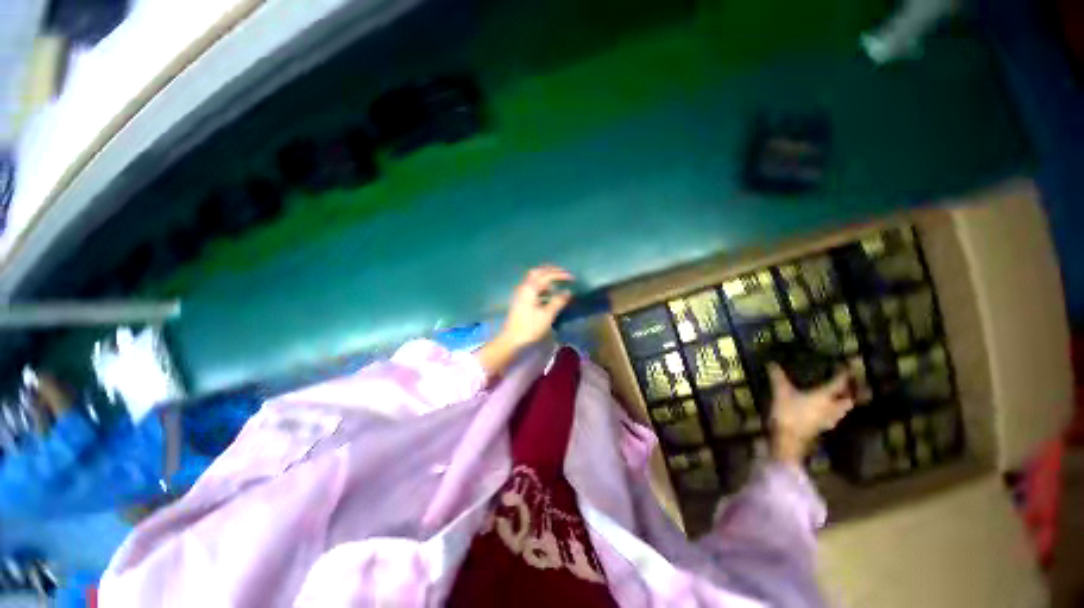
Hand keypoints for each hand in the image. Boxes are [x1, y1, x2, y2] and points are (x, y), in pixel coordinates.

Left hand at [497, 266, 573, 348]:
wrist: (511, 340)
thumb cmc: (530, 328)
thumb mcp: (547, 316)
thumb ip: (558, 302)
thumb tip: (568, 291)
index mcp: (530, 289)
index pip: (546, 275)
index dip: (560, 274)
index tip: (572, 277)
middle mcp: (524, 287)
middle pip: (537, 272)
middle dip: (551, 270)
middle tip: (563, 273)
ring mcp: (521, 293)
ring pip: (533, 278)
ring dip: (545, 276)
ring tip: (557, 280)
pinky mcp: (520, 300)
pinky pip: (532, 286)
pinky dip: (541, 284)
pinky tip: (548, 292)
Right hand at [768, 364, 853, 464]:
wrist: (788, 440)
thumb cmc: (788, 413)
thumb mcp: (780, 392)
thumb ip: (778, 377)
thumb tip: (772, 363)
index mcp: (824, 397)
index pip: (839, 383)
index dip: (843, 374)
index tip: (846, 366)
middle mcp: (831, 408)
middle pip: (847, 400)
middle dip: (849, 392)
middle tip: (846, 384)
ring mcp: (827, 420)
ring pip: (841, 410)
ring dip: (842, 403)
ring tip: (836, 396)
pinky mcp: (821, 428)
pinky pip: (832, 417)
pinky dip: (832, 411)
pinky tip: (823, 410)